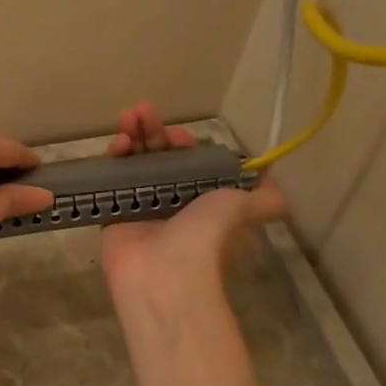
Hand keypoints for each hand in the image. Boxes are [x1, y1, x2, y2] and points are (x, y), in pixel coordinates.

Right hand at [99, 102, 287, 305]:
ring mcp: (142, 206)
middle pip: (160, 157)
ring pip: (136, 163)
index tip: (178, 136)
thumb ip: (263, 197)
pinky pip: (113, 178)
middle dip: (154, 132)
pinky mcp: (115, 212)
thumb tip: (273, 182)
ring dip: (133, 136)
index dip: (184, 144)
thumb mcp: (245, 209)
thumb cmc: (205, 237)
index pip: (191, 162)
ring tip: (127, 116)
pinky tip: (117, 144)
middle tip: (142, 110)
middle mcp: (174, 202)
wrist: (164, 275)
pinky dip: (115, 158)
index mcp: (203, 201)